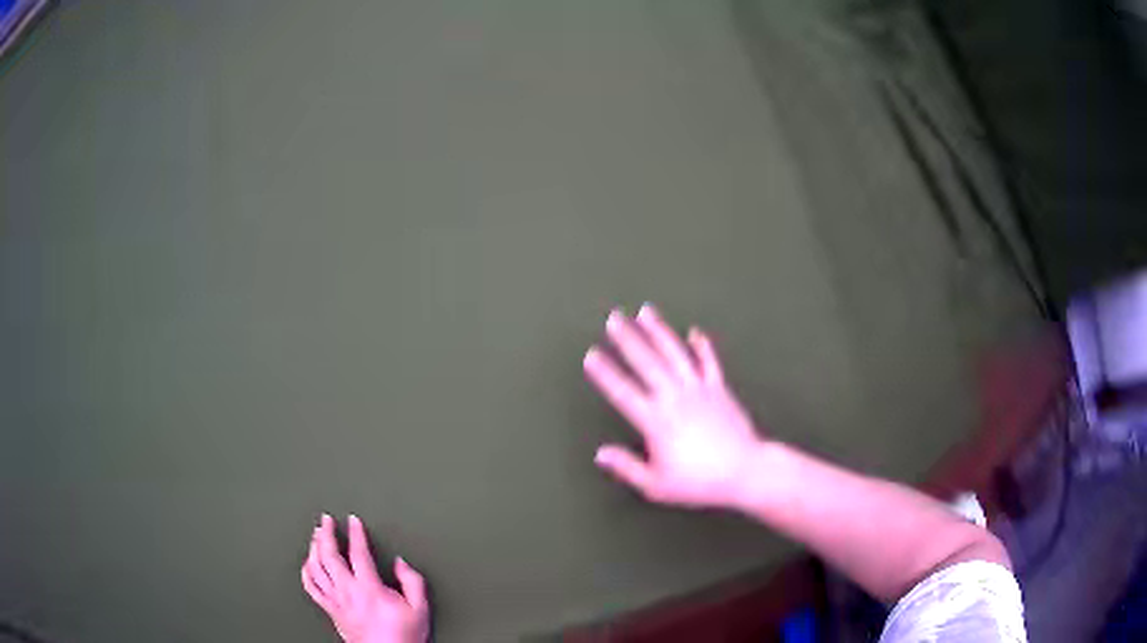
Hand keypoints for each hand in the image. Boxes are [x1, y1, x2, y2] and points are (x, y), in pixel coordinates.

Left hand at [301, 514, 429, 642]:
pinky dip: (306, 572)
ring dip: (314, 548)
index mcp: (369, 588)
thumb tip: (400, 563)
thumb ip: (412, 581)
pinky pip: (311, 587)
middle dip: (326, 533)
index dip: (355, 533)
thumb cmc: (403, 636)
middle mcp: (348, 592)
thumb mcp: (420, 608)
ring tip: (316, 536)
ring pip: (316, 568)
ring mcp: (336, 601)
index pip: (358, 553)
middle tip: (326, 520)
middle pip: (329, 555)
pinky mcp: (330, 610)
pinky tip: (307, 564)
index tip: (353, 521)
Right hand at [584, 305, 764, 508]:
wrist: (745, 471)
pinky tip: (695, 333)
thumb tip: (601, 454)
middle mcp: (675, 398)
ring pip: (675, 353)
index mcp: (656, 421)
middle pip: (647, 362)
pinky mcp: (719, 389)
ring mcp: (699, 390)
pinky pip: (709, 362)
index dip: (605, 373)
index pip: (623, 392)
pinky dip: (702, 346)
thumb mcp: (656, 485)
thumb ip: (627, 467)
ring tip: (645, 312)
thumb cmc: (699, 482)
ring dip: (659, 331)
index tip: (591, 356)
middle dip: (628, 338)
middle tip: (613, 318)